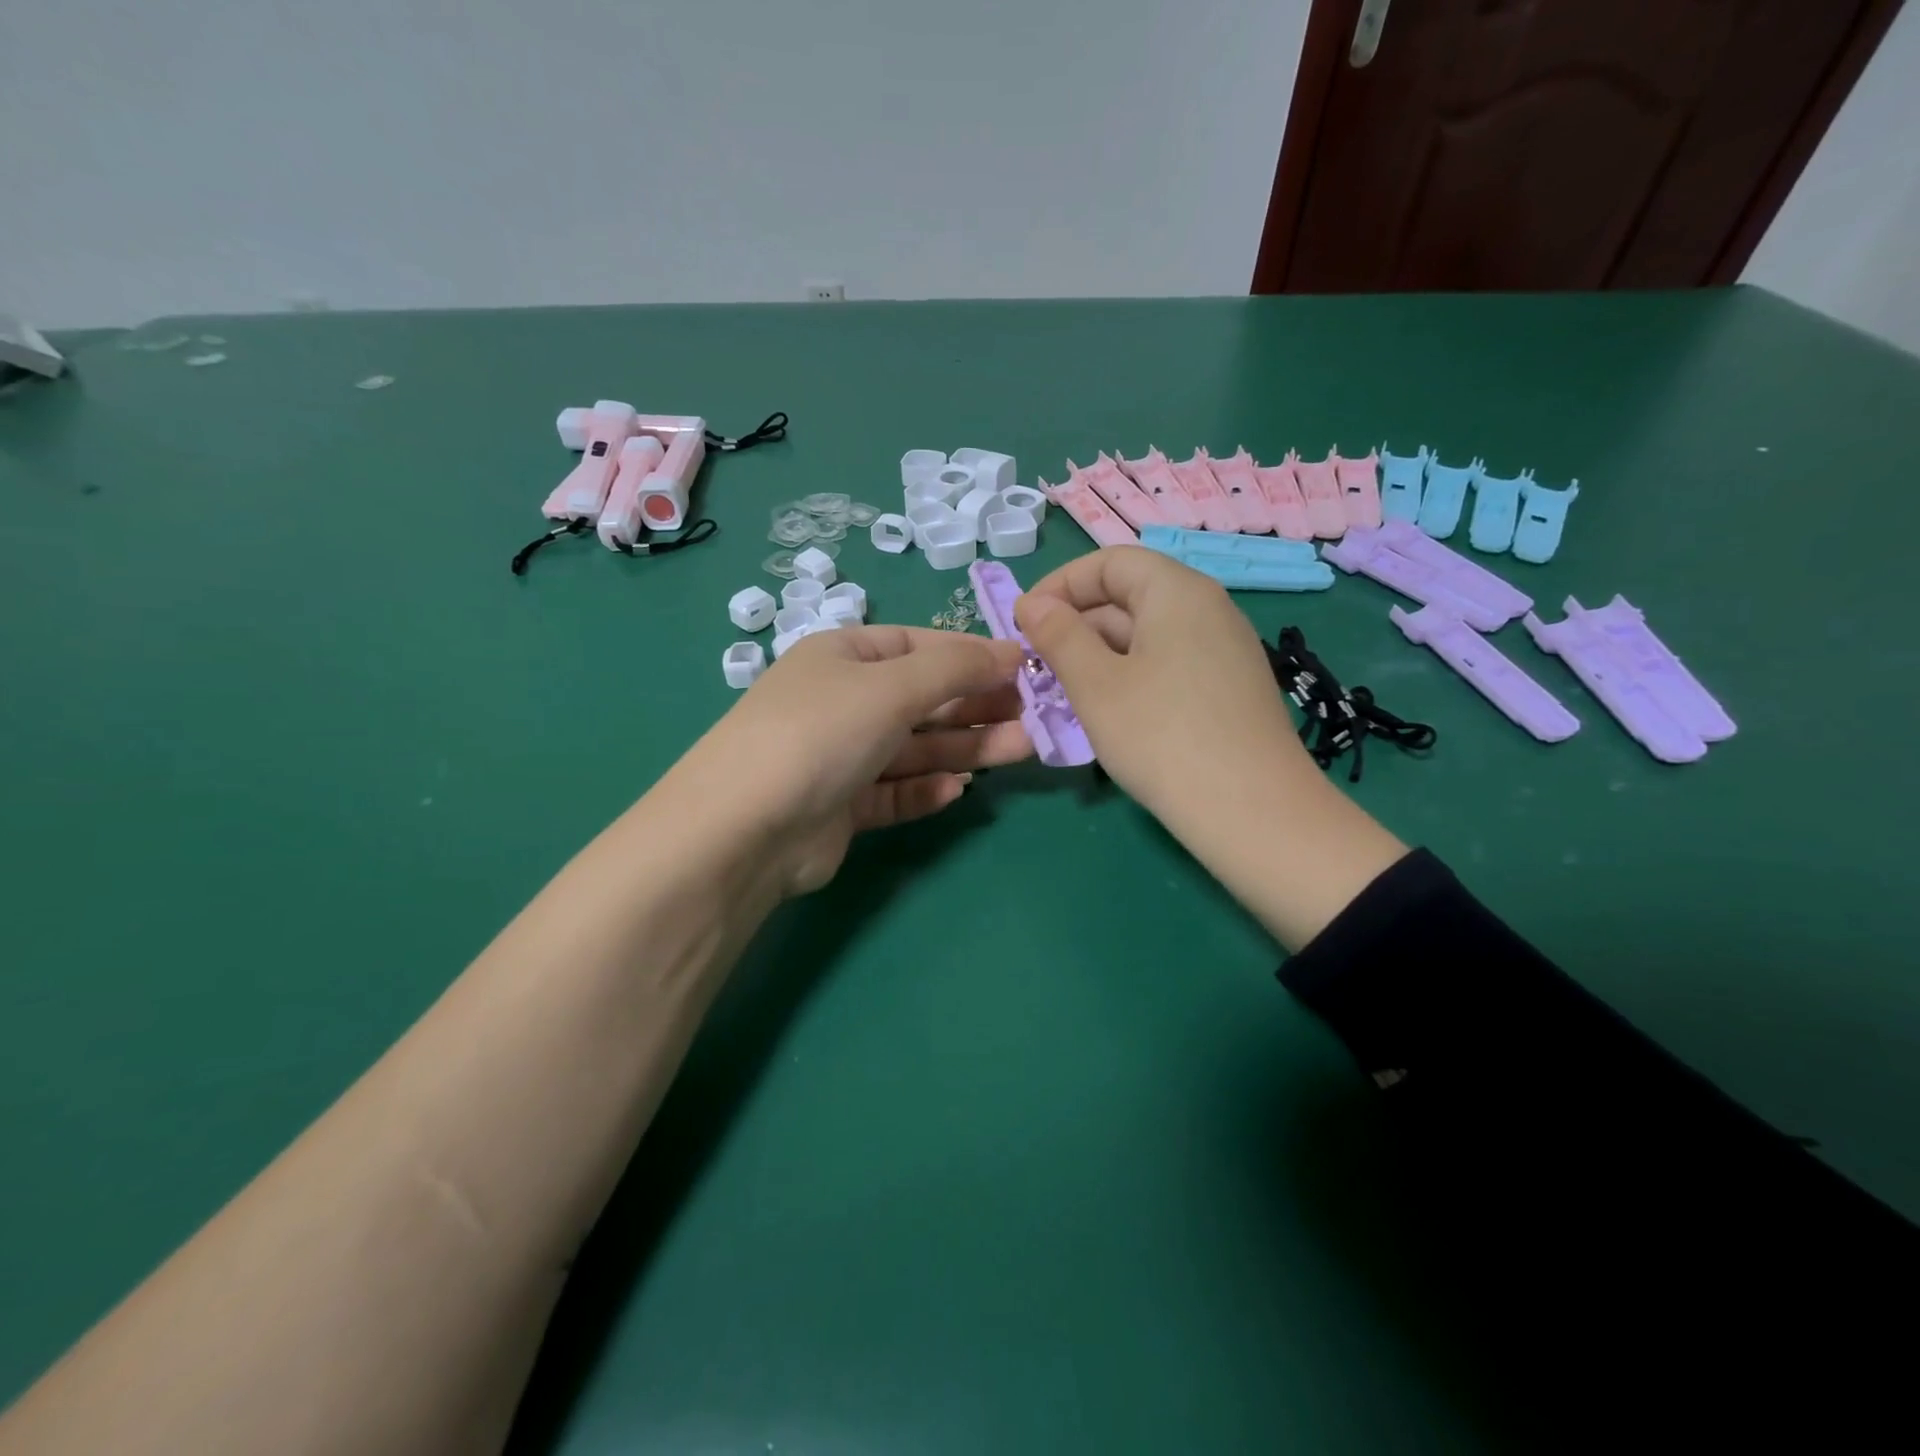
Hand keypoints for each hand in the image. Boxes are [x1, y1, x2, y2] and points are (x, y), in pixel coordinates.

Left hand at [666, 626, 1031, 896]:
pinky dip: (925, 789)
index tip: (1025, 668)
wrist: (744, 829)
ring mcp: (840, 756)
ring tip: (1021, 751)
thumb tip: (1012, 651)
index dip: (973, 654)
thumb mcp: (892, 686)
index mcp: (844, 655)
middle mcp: (842, 701)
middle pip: (923, 698)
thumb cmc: (821, 733)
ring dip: (964, 749)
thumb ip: (956, 668)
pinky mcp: (842, 807)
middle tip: (1035, 716)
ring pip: (915, 748)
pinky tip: (957, 792)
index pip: (920, 645)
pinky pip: (894, 791)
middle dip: (978, 705)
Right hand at [1013, 547, 1305, 822]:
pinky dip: (1130, 676)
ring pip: (1147, 635)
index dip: (1060, 584)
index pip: (1109, 562)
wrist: (1253, 813)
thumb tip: (1033, 604)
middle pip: (1130, 595)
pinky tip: (1110, 714)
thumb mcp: (1096, 685)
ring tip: (1064, 693)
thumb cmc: (1162, 737)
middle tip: (1037, 666)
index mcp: (1177, 591)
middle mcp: (1208, 609)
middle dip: (1076, 624)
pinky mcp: (1230, 689)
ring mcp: (1225, 651)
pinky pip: (1169, 664)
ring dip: (1099, 655)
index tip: (1023, 623)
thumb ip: (1059, 636)